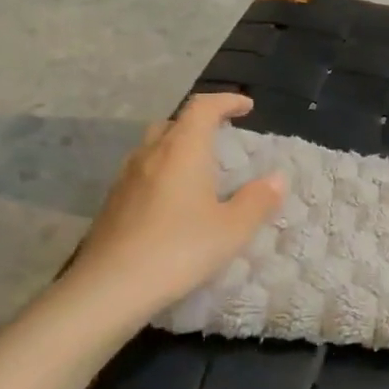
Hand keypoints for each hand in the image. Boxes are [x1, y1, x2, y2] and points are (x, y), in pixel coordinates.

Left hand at [58, 93, 284, 318]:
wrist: (110, 287)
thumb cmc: (179, 250)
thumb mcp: (232, 229)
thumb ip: (258, 200)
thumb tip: (277, 178)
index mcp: (183, 149)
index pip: (203, 107)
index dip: (226, 102)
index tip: (246, 108)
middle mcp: (151, 154)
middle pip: (174, 123)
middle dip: (199, 124)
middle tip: (221, 139)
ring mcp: (126, 178)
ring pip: (154, 147)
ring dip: (178, 149)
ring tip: (198, 172)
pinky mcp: (112, 203)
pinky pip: (142, 173)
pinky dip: (162, 173)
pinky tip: (172, 203)